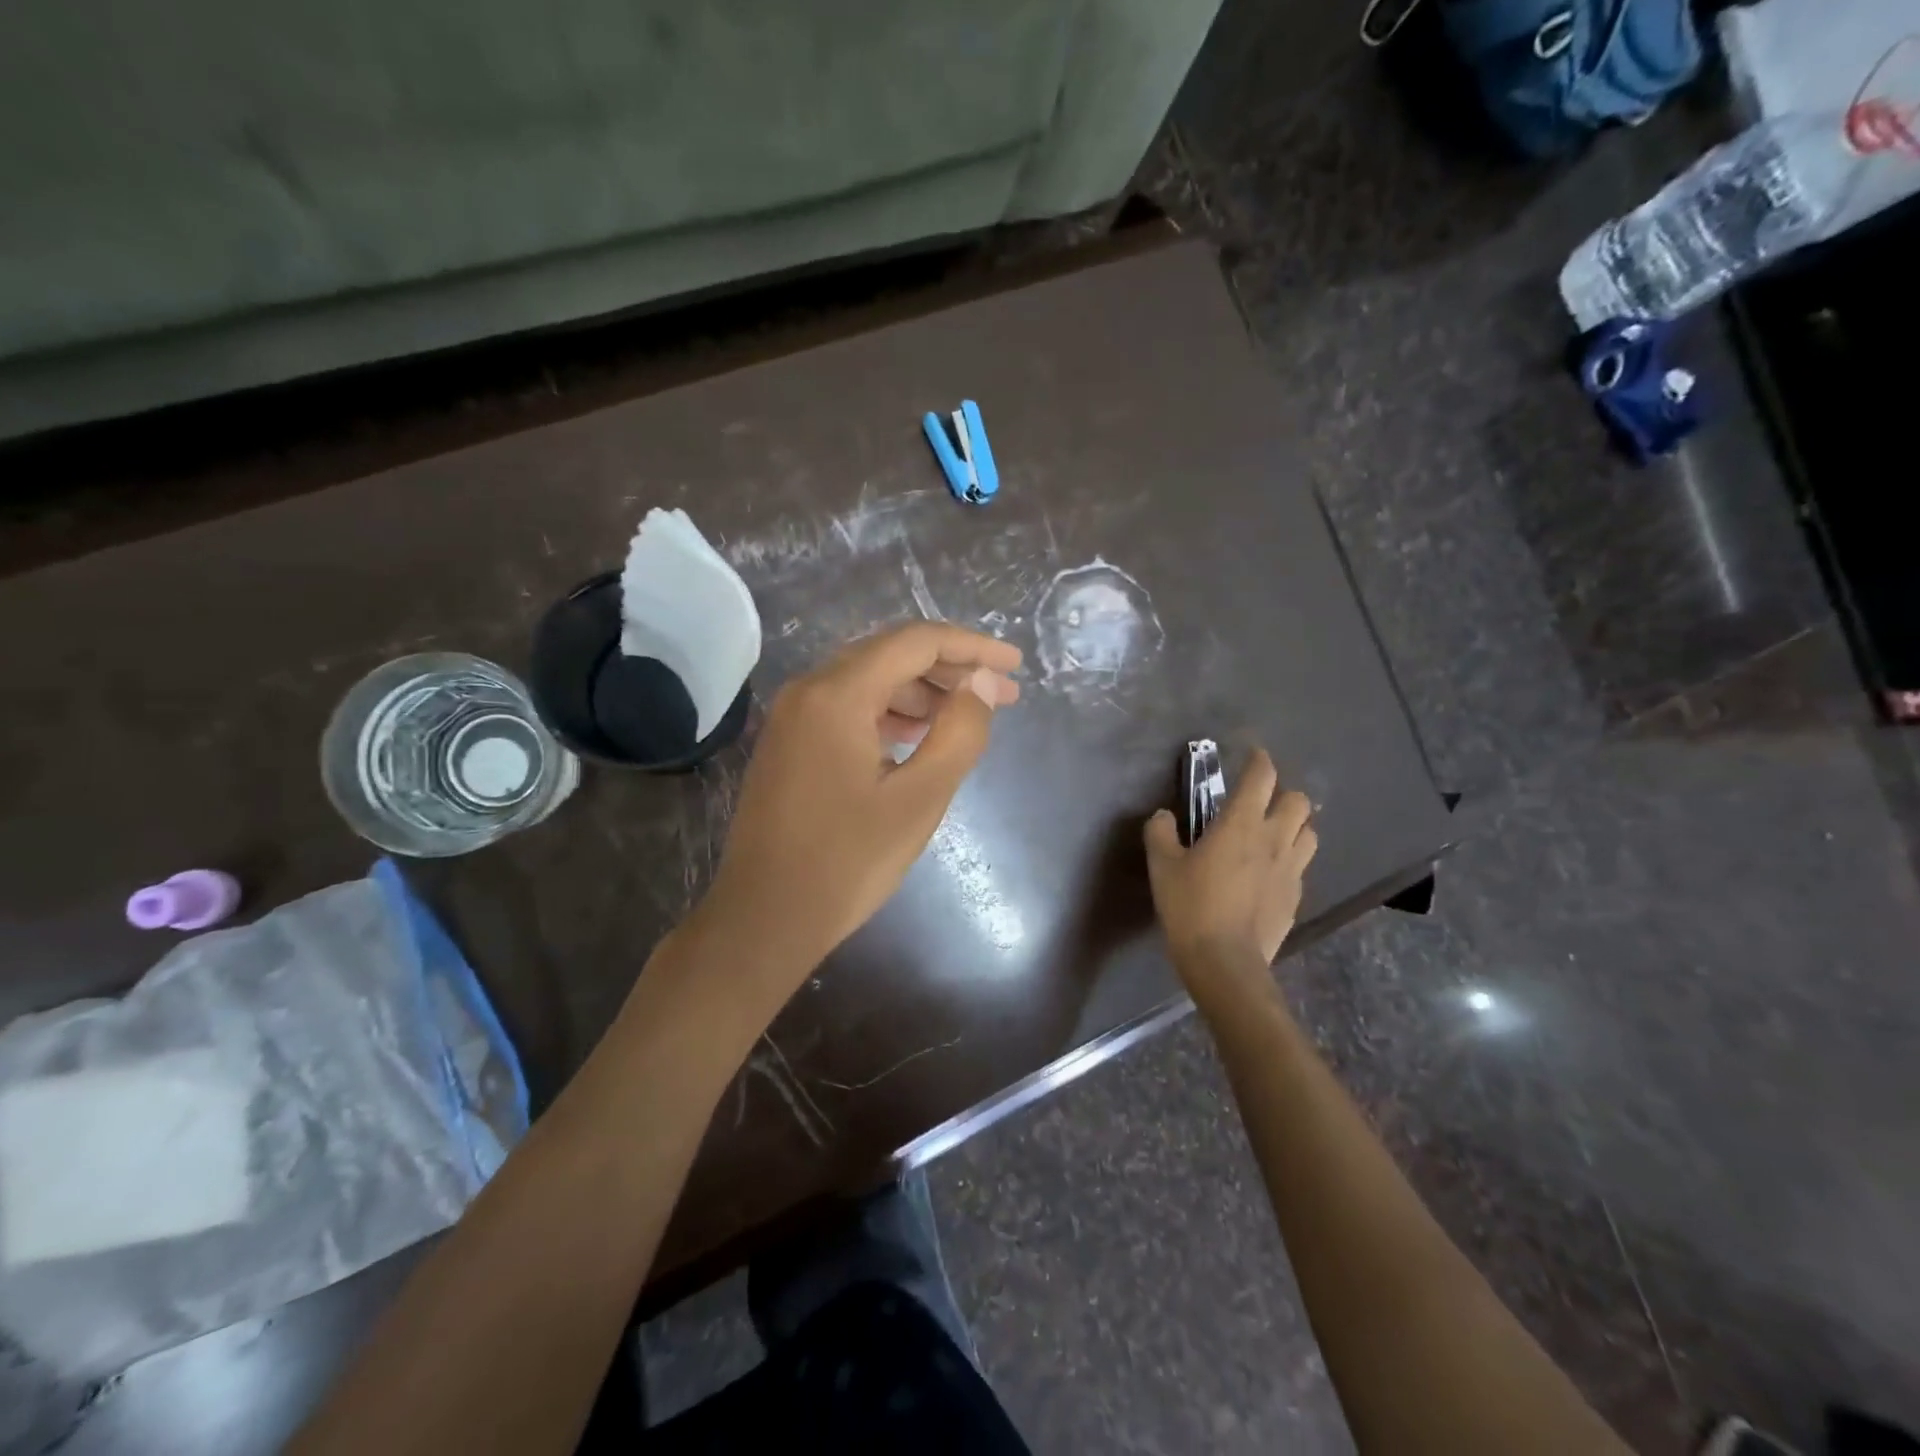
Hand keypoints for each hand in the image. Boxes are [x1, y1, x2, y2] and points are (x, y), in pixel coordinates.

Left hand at [698, 623, 1020, 980]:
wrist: (765, 917)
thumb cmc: (847, 861)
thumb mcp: (919, 798)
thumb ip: (960, 732)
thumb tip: (983, 683)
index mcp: (837, 694)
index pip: (915, 642)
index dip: (971, 647)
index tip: (1014, 666)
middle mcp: (808, 690)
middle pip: (889, 656)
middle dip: (950, 670)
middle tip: (1001, 696)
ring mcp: (792, 717)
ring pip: (868, 682)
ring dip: (921, 693)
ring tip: (966, 718)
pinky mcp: (789, 744)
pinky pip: (847, 709)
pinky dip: (888, 714)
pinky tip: (917, 738)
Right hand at [1143, 748, 1317, 995]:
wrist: (1225, 962)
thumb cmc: (1190, 906)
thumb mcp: (1162, 866)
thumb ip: (1160, 833)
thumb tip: (1163, 816)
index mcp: (1241, 824)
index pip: (1262, 777)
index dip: (1259, 760)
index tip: (1252, 756)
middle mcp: (1274, 839)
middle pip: (1298, 801)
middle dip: (1283, 794)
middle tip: (1260, 802)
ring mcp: (1291, 870)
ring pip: (1309, 832)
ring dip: (1294, 826)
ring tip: (1272, 834)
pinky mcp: (1296, 897)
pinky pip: (1301, 866)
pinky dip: (1289, 860)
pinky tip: (1268, 873)